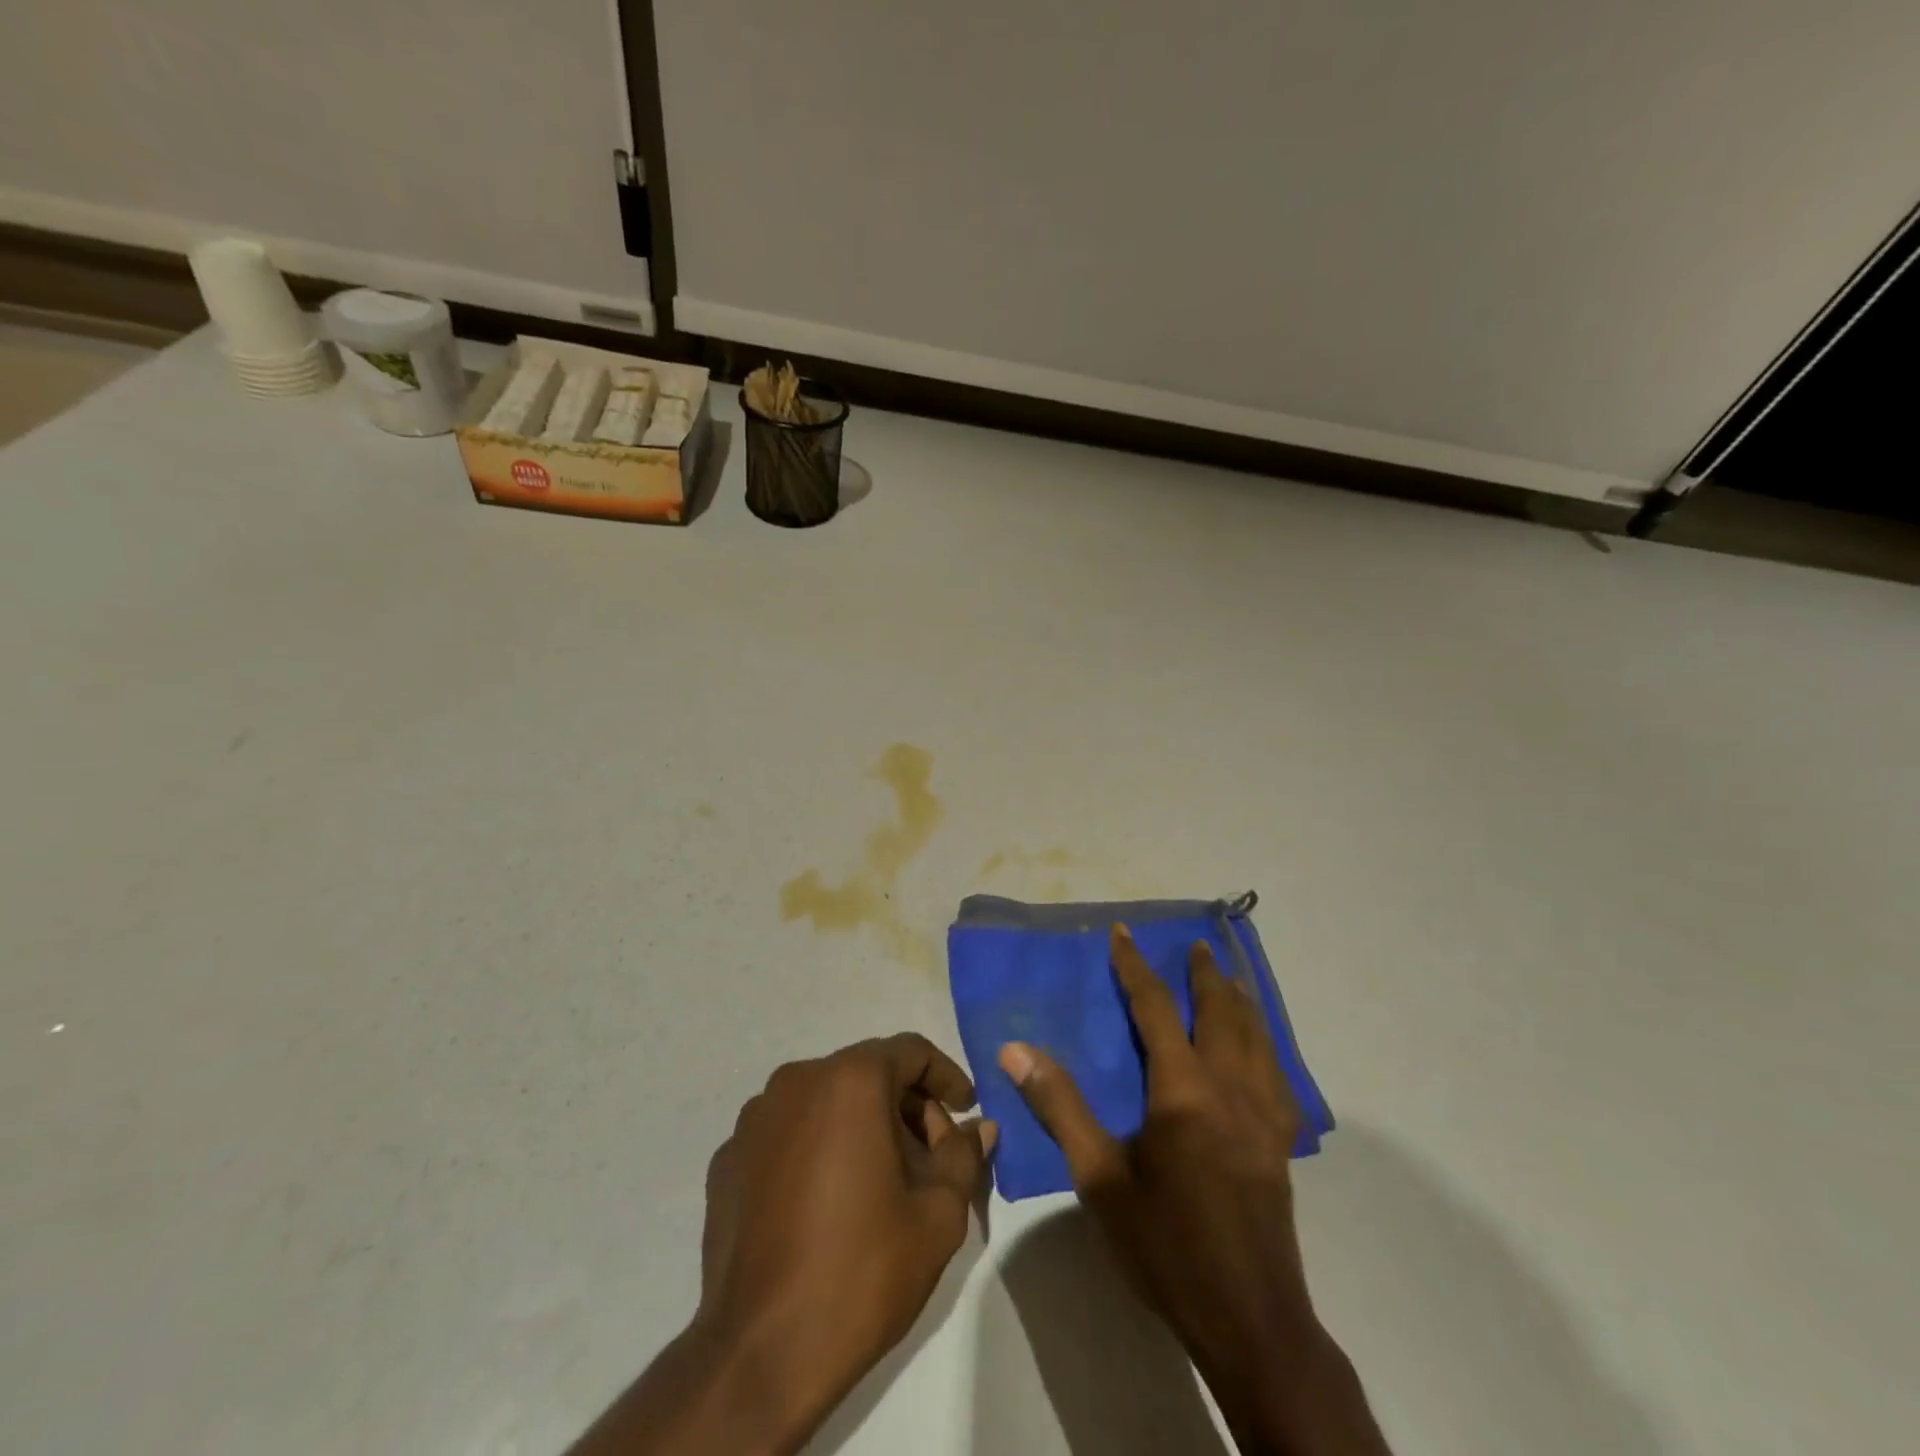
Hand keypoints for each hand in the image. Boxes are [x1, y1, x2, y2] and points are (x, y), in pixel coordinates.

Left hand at [574, 1034, 993, 1455]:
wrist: (760, 1354)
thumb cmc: (862, 1270)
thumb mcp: (938, 1214)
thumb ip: (963, 1156)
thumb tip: (979, 1128)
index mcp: (850, 1080)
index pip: (911, 1052)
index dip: (945, 1076)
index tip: (966, 1108)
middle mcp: (797, 1081)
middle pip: (866, 1074)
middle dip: (905, 1106)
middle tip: (930, 1156)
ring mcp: (754, 1119)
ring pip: (824, 1100)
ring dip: (859, 1124)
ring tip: (880, 1180)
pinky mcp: (728, 1158)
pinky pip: (787, 1133)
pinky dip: (817, 1148)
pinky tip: (828, 1202)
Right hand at [1000, 926, 1388, 1454]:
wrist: (1249, 1320)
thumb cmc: (1165, 1246)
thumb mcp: (1099, 1179)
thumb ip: (1060, 1107)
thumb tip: (1016, 1050)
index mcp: (1183, 1090)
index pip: (1156, 1008)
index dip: (1136, 966)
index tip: (1124, 932)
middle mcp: (1230, 1088)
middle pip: (1221, 1012)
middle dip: (1204, 973)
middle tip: (1194, 944)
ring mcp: (1263, 1115)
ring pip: (1257, 1037)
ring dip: (1240, 1000)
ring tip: (1230, 978)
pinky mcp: (1280, 1142)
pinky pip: (1278, 1073)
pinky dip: (1266, 1043)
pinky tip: (1261, 1050)